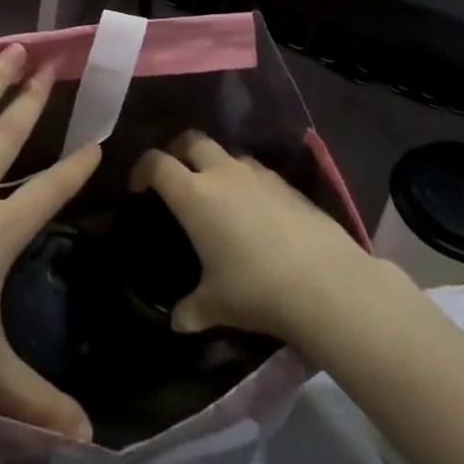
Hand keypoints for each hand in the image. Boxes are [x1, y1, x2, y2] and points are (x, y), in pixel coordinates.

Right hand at [130, 132, 378, 347]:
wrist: (324, 281)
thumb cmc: (255, 289)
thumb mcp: (215, 305)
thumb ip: (191, 310)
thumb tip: (177, 323)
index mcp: (194, 195)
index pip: (158, 164)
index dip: (142, 169)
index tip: (139, 188)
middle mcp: (223, 174)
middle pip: (192, 141)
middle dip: (178, 151)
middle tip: (174, 177)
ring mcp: (258, 175)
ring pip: (227, 152)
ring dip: (214, 164)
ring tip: (215, 193)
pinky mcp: (287, 184)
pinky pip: (256, 171)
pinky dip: (245, 180)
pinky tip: (253, 210)